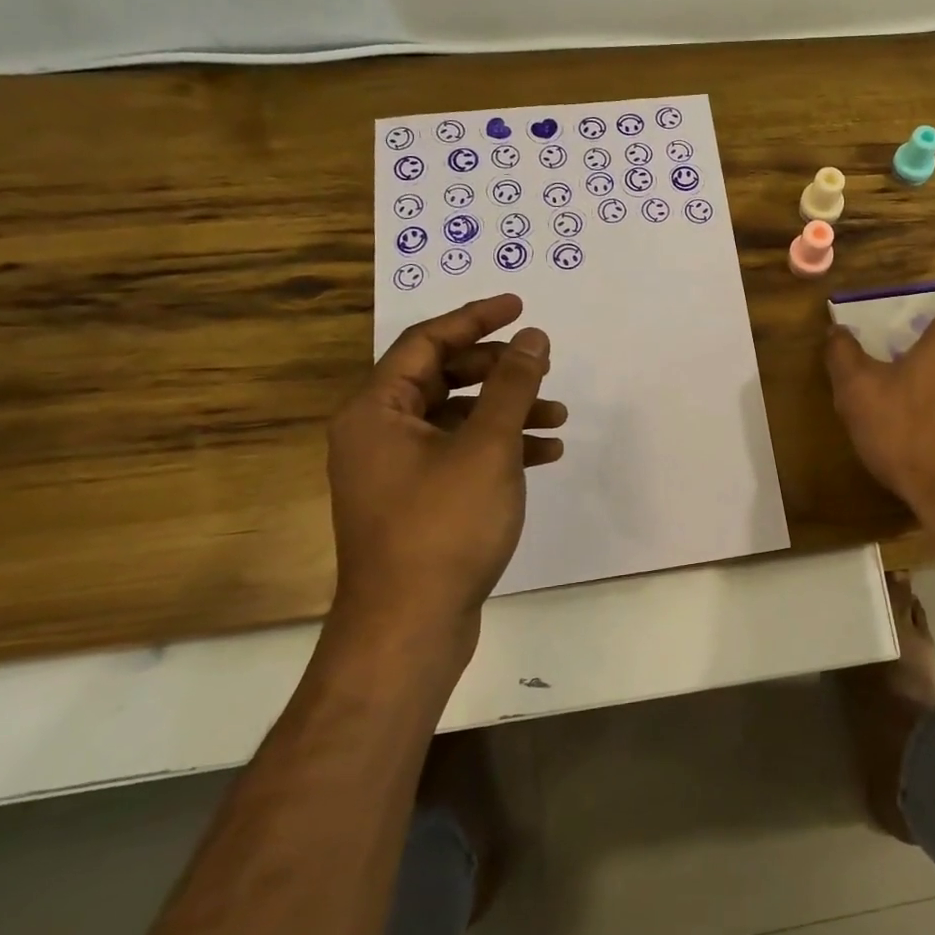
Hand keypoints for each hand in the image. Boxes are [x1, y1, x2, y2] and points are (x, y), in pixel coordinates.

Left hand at [326, 294, 565, 642]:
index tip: (520, 305)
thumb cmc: (444, 526)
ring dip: (506, 411)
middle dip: (497, 369)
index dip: (476, 318)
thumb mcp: (487, 446)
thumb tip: (533, 337)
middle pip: (442, 377)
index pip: (427, 341)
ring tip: (557, 416)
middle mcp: (378, 433)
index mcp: (377, 410)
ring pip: (456, 418)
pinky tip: (543, 454)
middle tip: (542, 365)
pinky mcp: (417, 501)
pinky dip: (500, 447)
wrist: (409, 629)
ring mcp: (396, 470)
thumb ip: (513, 385)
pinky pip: (460, 454)